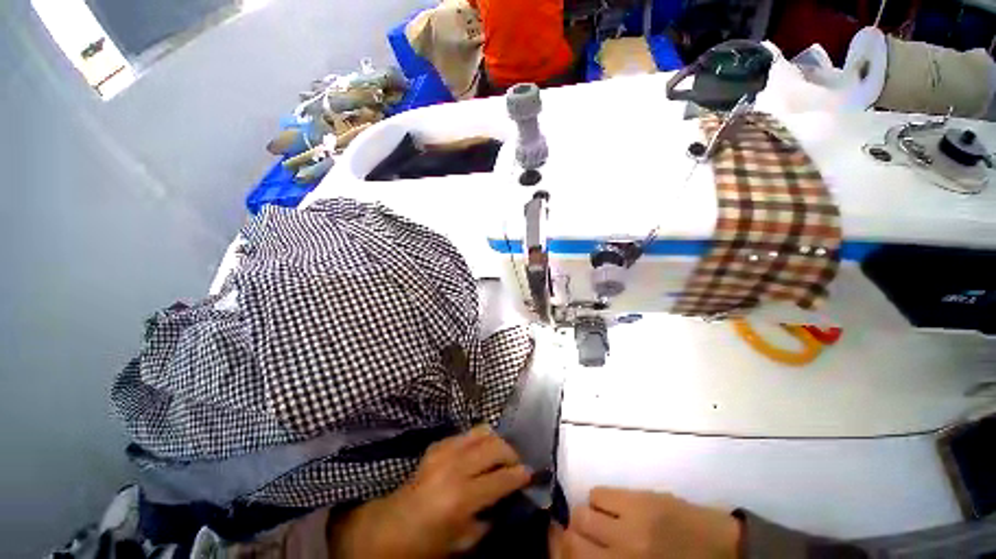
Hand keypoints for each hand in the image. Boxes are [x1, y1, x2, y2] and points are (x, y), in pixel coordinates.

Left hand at [330, 425, 531, 558]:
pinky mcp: (439, 443)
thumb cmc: (428, 541)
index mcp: (461, 498)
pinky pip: (468, 433)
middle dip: (511, 453)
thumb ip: (490, 517)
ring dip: (497, 442)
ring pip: (483, 431)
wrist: (393, 524)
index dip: (520, 475)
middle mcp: (455, 467)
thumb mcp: (464, 542)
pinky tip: (480, 453)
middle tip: (516, 464)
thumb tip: (510, 497)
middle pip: (494, 447)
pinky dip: (480, 440)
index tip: (530, 474)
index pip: (501, 479)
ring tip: (501, 455)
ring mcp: (445, 450)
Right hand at [562, 488, 740, 558]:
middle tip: (584, 536)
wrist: (722, 551)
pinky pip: (602, 492)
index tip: (561, 547)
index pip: (576, 558)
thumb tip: (578, 550)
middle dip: (574, 533)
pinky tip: (616, 507)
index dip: (562, 551)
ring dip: (587, 514)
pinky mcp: (641, 498)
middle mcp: (623, 551)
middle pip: (574, 533)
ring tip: (603, 520)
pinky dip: (602, 500)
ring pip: (583, 508)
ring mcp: (631, 522)